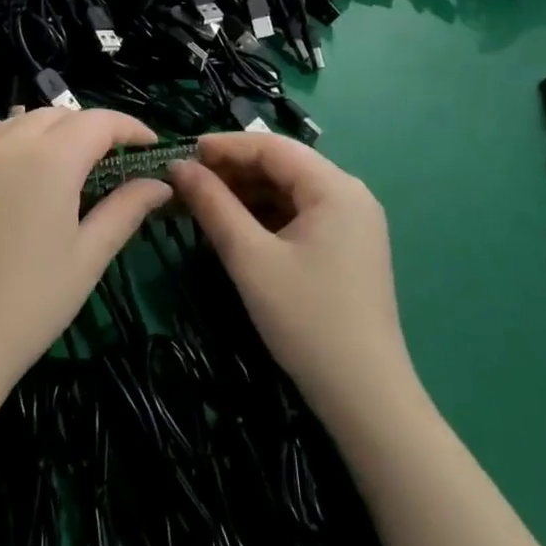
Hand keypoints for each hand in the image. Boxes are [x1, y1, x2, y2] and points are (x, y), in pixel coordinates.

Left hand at [0, 108, 169, 396]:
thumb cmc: (31, 303)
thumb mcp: (88, 257)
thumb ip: (125, 210)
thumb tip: (160, 184)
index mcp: (52, 160)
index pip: (99, 122)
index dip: (129, 128)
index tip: (150, 145)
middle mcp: (10, 142)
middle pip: (60, 116)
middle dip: (91, 130)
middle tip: (110, 162)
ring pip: (19, 119)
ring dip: (48, 130)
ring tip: (63, 160)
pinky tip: (4, 151)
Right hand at [170, 133, 412, 423]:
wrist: (366, 398)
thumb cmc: (306, 320)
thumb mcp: (250, 258)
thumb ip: (213, 205)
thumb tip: (179, 166)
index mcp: (335, 187)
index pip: (271, 146)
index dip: (224, 146)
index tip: (182, 154)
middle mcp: (350, 194)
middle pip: (282, 165)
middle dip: (233, 170)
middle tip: (187, 182)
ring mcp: (353, 221)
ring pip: (289, 189)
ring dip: (246, 192)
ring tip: (203, 203)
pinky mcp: (348, 246)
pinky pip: (300, 213)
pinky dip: (266, 214)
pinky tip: (236, 227)